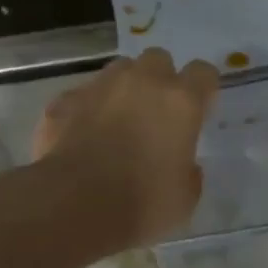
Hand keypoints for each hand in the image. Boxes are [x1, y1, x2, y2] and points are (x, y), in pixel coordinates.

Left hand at [31, 48, 219, 246]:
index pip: (203, 72)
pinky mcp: (64, 102)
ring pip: (119, 70)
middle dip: (160, 79)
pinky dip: (85, 110)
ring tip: (117, 120)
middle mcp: (143, 82)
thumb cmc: (140, 204)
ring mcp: (100, 87)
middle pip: (159, 59)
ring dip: (123, 88)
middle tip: (155, 112)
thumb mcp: (184, 198)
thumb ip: (189, 171)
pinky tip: (80, 137)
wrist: (71, 208)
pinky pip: (81, 96)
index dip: (202, 88)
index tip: (198, 110)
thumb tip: (183, 165)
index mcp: (181, 101)